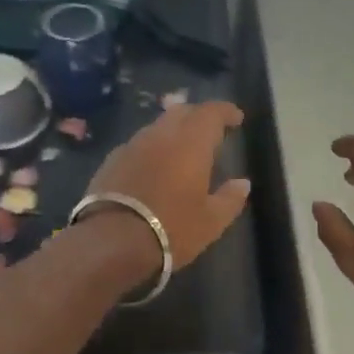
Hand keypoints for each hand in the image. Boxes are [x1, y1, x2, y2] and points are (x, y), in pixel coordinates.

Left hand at [85, 101, 250, 270]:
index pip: (211, 112)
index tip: (236, 118)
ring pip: (157, 127)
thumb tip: (242, 183)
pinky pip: (138, 146)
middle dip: (198, 117)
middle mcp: (160, 135)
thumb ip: (230, 199)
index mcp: (190, 143)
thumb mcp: (211, 222)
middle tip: (211, 132)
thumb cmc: (171, 229)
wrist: (111, 242)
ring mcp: (131, 146)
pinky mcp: (110, 161)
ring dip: (173, 133)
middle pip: (181, 112)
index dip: (225, 111)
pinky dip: (152, 150)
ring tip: (182, 151)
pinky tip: (154, 168)